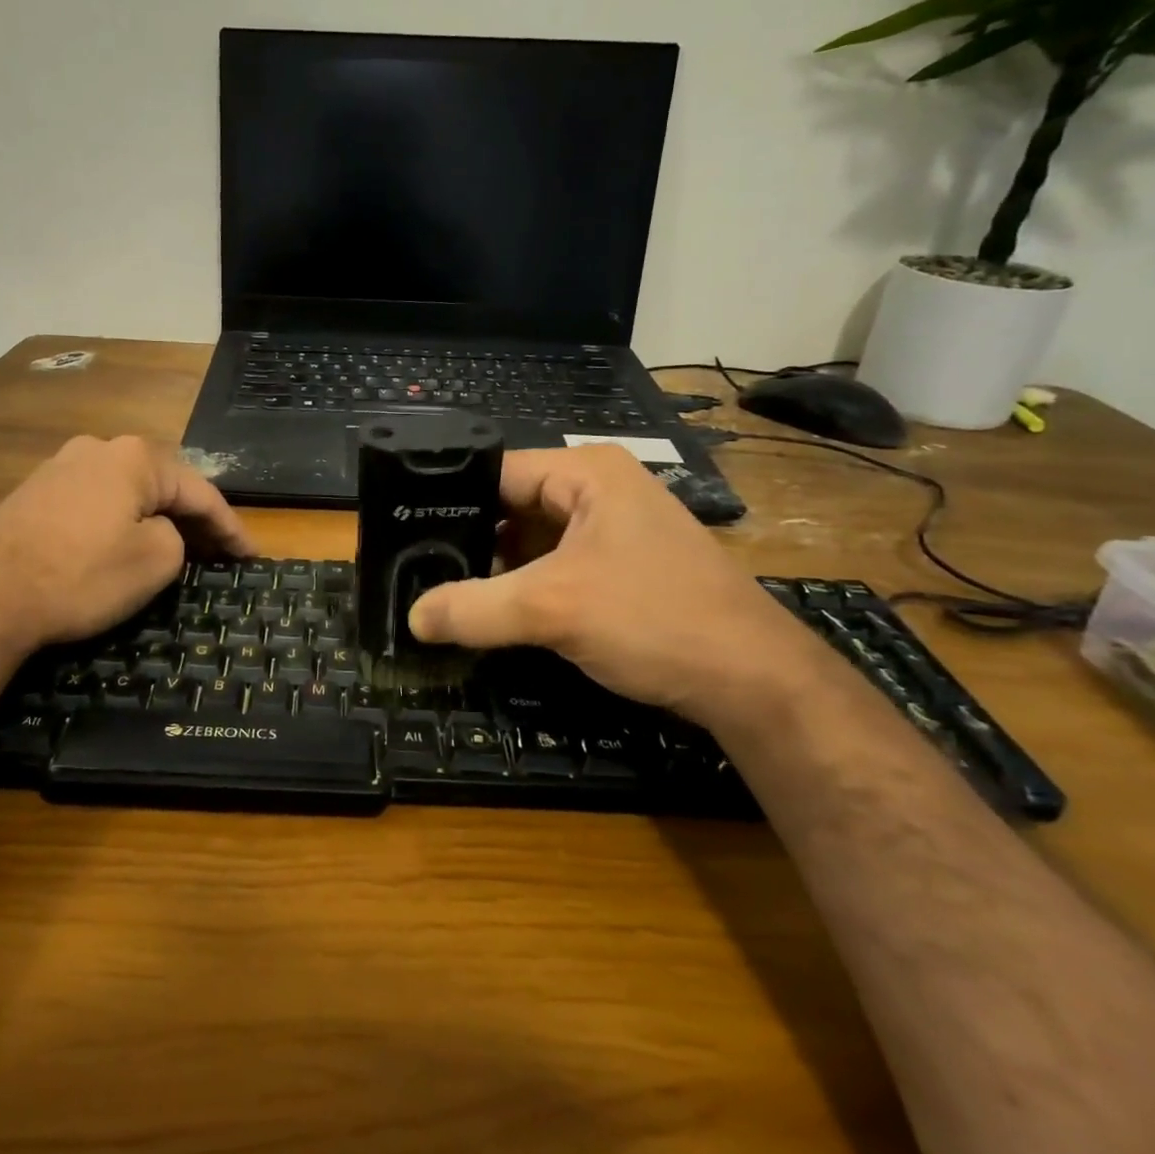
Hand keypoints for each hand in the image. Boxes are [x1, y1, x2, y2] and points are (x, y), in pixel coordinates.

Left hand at [0, 435, 253, 650]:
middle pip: (162, 485)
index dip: (230, 528)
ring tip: (177, 549)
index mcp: (135, 457)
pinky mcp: (34, 494)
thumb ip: (177, 538)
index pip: (200, 492)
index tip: (250, 557)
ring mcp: (60, 467)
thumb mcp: (154, 561)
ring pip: (127, 493)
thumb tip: (159, 533)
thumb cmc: (80, 576)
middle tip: (218, 553)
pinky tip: (124, 545)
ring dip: (155, 520)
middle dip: (193, 519)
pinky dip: (120, 523)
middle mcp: (98, 449)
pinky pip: (95, 504)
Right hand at [407, 446, 833, 728]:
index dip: (446, 499)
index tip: (401, 532)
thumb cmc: (654, 619)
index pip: (495, 471)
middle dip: (468, 540)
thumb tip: (411, 618)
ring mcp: (612, 532)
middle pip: (511, 507)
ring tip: (438, 590)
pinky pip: (553, 568)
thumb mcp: (552, 609)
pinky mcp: (618, 570)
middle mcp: (598, 491)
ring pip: (530, 542)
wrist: (753, 681)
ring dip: (494, 569)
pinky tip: (488, 612)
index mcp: (586, 472)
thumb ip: (473, 608)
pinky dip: (522, 588)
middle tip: (413, 568)